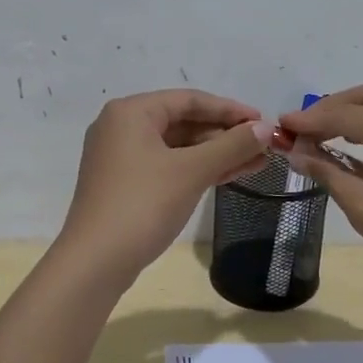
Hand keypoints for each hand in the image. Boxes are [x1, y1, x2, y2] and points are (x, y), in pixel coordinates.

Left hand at [58, 89, 269, 282]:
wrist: (95, 262)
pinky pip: (168, 166)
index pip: (190, 100)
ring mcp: (121, 157)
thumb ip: (231, 145)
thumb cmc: (143, 205)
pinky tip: (230, 176)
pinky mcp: (125, 184)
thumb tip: (266, 128)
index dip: (230, 110)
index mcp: (131, 112)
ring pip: (178, 147)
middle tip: (264, 147)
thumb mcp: (191, 171)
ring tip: (257, 163)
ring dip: (216, 154)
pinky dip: (197, 170)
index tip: (264, 122)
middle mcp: (122, 127)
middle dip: (225, 135)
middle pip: (183, 122)